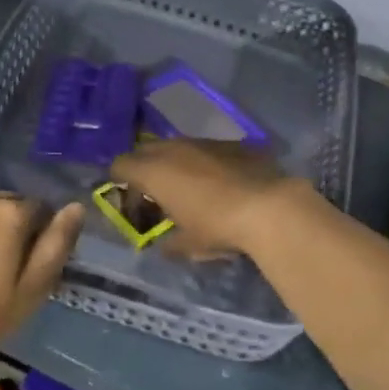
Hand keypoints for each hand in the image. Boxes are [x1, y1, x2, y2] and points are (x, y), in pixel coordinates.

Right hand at [110, 139, 311, 258]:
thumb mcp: (189, 244)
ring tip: (188, 187)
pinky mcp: (232, 142)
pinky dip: (204, 162)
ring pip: (178, 146)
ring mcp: (204, 142)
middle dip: (145, 168)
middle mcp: (174, 148)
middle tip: (154, 193)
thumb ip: (169, 244)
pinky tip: (219, 182)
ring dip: (175, 163)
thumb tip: (163, 248)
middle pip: (146, 150)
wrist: (269, 207)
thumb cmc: (217, 226)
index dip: (119, 180)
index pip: (120, 165)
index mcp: (154, 171)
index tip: (129, 199)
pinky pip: (207, 149)